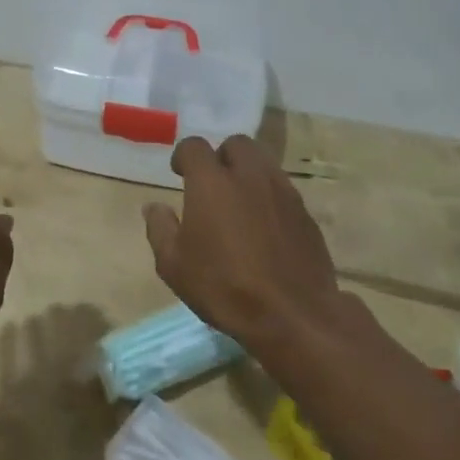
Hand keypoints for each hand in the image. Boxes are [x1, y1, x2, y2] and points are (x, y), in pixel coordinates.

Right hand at [143, 134, 348, 356]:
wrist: (293, 316)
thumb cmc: (225, 288)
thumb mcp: (174, 266)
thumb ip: (160, 228)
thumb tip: (154, 206)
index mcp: (211, 182)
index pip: (194, 146)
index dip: (183, 156)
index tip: (179, 174)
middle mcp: (249, 175)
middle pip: (236, 144)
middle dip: (222, 156)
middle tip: (213, 184)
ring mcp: (282, 192)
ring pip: (264, 162)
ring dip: (248, 172)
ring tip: (240, 202)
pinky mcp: (305, 213)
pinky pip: (283, 189)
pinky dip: (269, 196)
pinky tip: (264, 226)